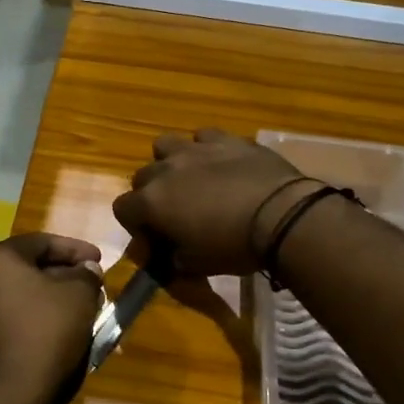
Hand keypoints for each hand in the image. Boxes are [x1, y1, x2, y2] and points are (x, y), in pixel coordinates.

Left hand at [0, 233, 102, 403]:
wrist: (10, 397)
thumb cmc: (46, 333)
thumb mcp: (79, 296)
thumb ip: (86, 274)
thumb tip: (85, 270)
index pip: (42, 242)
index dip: (76, 249)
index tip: (100, 260)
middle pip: (29, 267)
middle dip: (64, 273)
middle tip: (92, 284)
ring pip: (21, 293)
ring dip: (51, 296)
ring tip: (81, 307)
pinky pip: (12, 316)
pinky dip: (36, 316)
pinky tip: (59, 328)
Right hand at [113, 128, 315, 275]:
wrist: (281, 215)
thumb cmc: (232, 246)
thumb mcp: (196, 266)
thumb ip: (173, 259)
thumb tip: (169, 256)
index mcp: (152, 202)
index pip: (122, 209)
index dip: (135, 225)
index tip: (155, 239)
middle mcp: (166, 169)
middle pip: (142, 176)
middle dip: (151, 193)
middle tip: (174, 212)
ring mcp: (196, 149)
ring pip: (166, 145)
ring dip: (171, 161)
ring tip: (192, 179)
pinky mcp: (227, 138)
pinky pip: (205, 137)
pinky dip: (207, 149)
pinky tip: (222, 164)